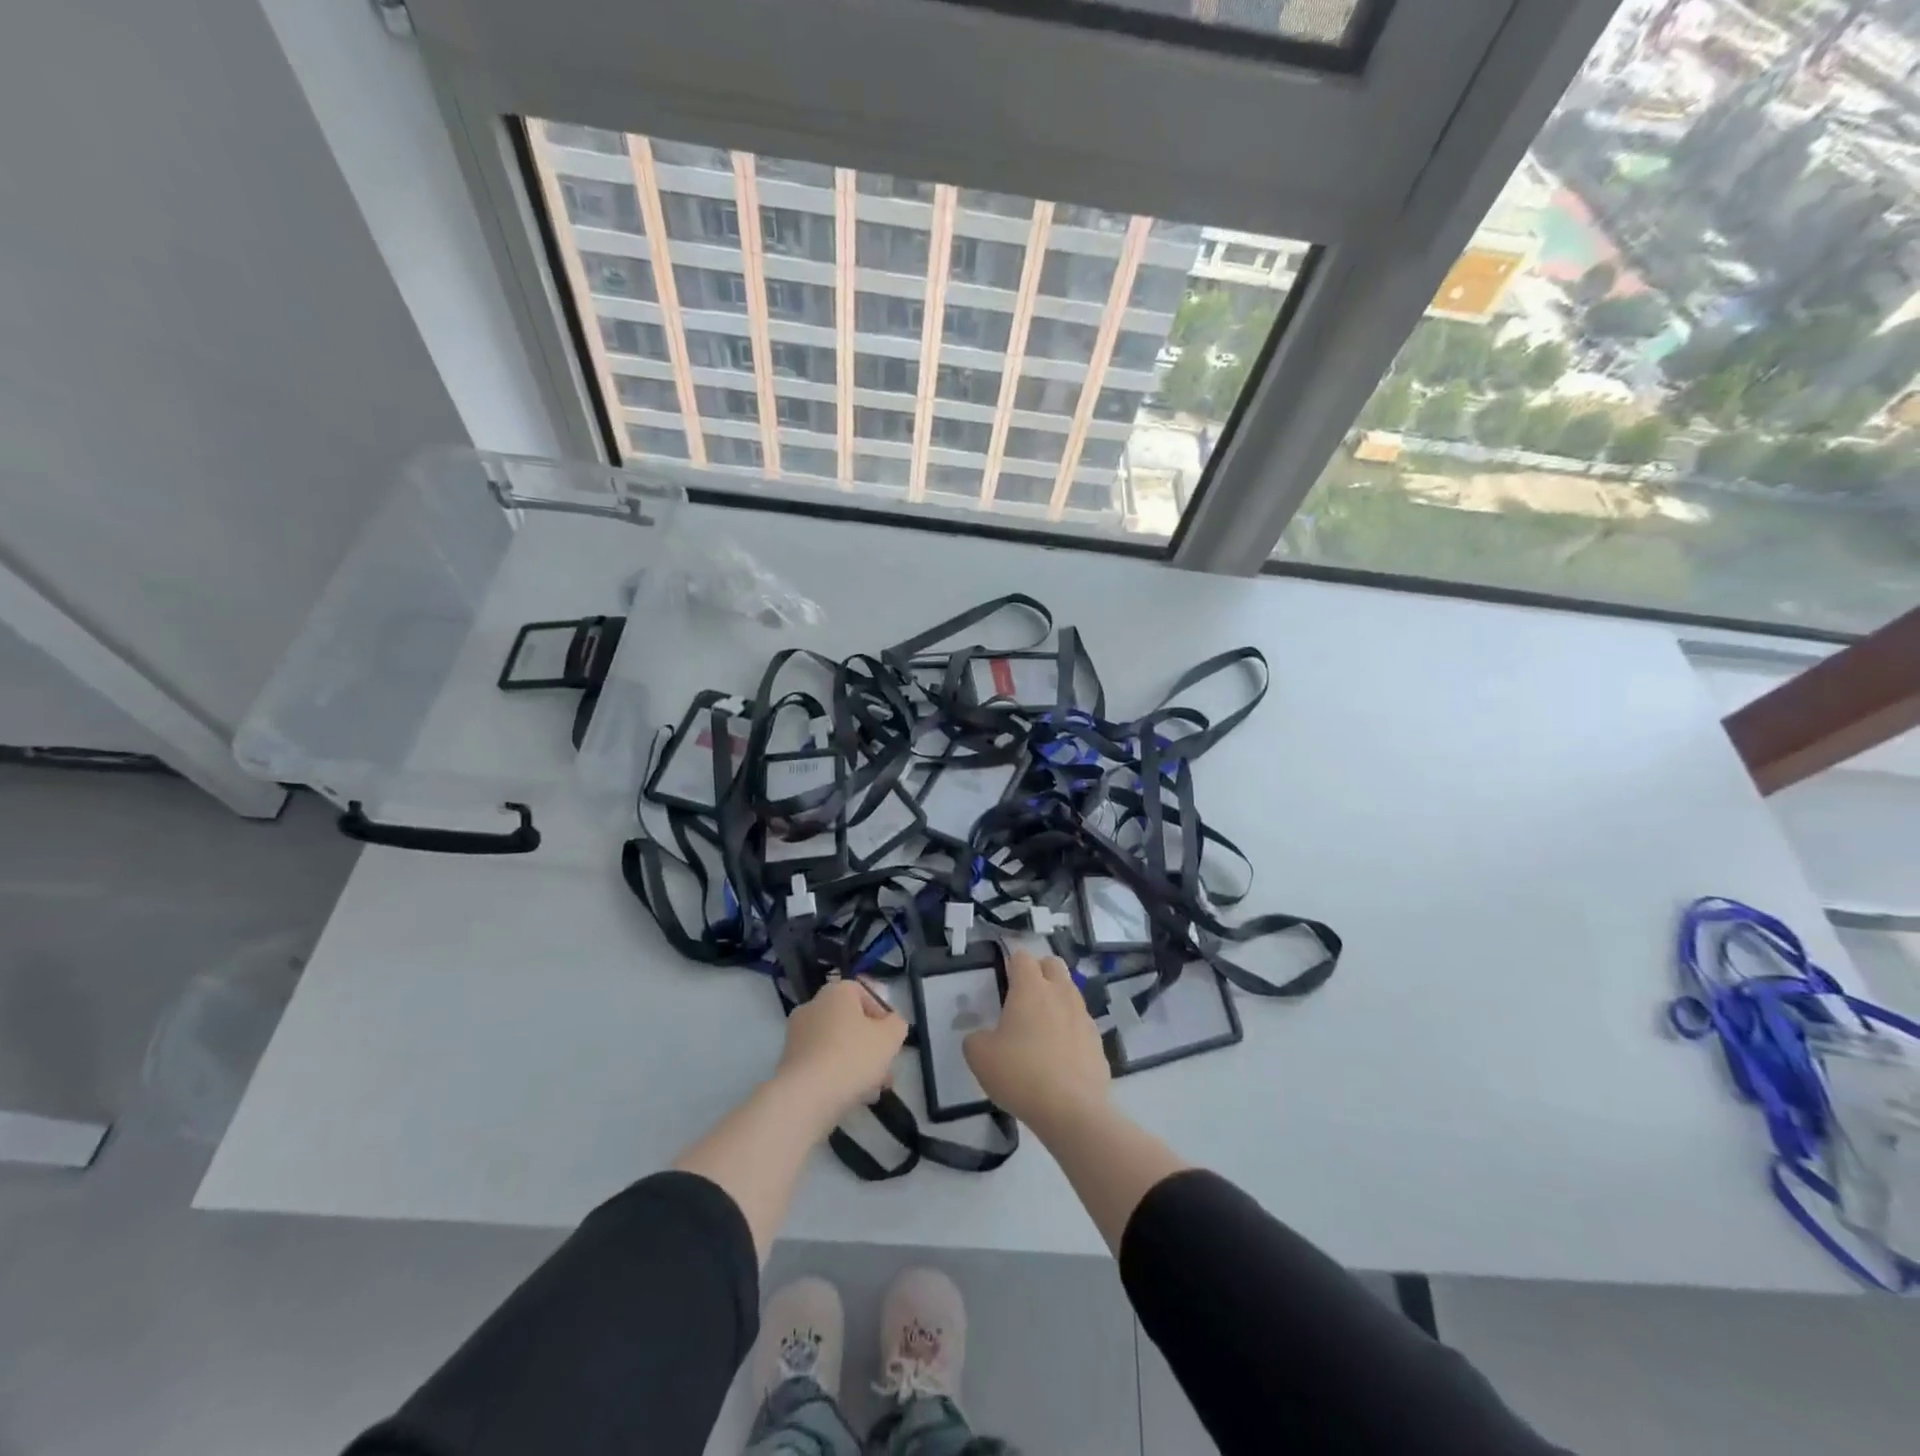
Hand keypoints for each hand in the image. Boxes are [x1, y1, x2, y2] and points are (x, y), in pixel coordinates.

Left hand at [775, 978, 907, 1129]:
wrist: (806, 1097)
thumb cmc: (852, 1057)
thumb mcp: (890, 1037)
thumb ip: (897, 1025)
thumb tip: (892, 1024)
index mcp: (836, 992)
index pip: (863, 992)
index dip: (881, 1014)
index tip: (891, 1038)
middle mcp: (813, 1006)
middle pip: (850, 1022)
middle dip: (871, 1044)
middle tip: (886, 1068)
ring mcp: (797, 1035)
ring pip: (837, 1044)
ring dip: (857, 1062)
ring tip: (874, 1089)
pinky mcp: (789, 1062)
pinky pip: (821, 1062)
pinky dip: (837, 1074)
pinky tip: (853, 1097)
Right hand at [964, 951, 1110, 1127]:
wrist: (1072, 1110)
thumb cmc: (1020, 1074)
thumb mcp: (980, 1057)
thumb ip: (975, 1039)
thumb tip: (982, 1037)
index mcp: (1031, 988)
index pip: (1022, 957)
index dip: (1012, 964)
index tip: (1004, 981)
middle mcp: (1060, 993)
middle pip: (1053, 964)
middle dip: (1039, 972)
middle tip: (1024, 997)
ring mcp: (1083, 1016)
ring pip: (1071, 992)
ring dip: (1056, 1000)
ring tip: (1041, 1028)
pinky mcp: (1097, 1041)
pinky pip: (1081, 1023)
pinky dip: (1070, 1029)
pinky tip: (1060, 1055)